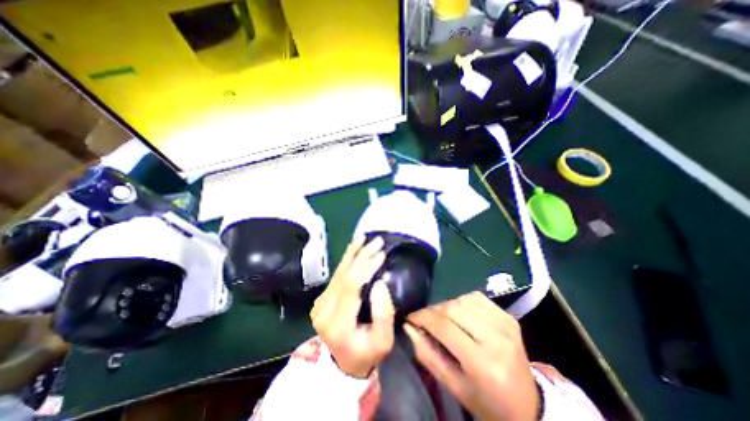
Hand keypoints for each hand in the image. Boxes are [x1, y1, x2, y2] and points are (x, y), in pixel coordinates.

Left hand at [310, 237, 394, 377]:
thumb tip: (380, 282)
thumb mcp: (383, 341)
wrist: (344, 364)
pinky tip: (354, 247)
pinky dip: (346, 259)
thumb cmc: (367, 353)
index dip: (366, 267)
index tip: (382, 254)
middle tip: (377, 241)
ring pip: (338, 271)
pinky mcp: (322, 298)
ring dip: (352, 253)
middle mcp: (324, 310)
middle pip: (343, 275)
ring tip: (364, 238)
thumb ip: (383, 314)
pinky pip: (336, 274)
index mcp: (337, 324)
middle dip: (362, 256)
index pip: (352, 287)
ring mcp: (320, 303)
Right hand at [405, 293, 538, 420]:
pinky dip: (461, 301)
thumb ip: (427, 354)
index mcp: (483, 363)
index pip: (444, 327)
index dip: (422, 317)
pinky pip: (476, 297)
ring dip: (446, 305)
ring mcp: (505, 323)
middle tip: (424, 319)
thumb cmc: (486, 402)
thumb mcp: (453, 386)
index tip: (410, 317)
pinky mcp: (508, 316)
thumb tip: (408, 326)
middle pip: (452, 308)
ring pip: (462, 299)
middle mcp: (496, 338)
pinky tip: (458, 312)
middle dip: (432, 310)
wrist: (527, 405)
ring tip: (440, 317)